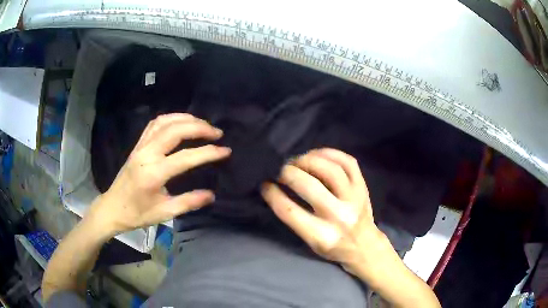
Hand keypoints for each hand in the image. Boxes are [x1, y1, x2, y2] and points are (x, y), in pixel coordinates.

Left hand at [87, 113, 230, 236]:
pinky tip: (181, 123)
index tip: (226, 151)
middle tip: (217, 133)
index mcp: (153, 173)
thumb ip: (188, 203)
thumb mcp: (164, 213)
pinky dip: (171, 119)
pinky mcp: (138, 145)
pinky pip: (155, 124)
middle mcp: (146, 154)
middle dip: (199, 127)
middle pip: (175, 130)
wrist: (112, 207)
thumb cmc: (137, 214)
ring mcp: (140, 146)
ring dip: (186, 119)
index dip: (208, 153)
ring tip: (202, 124)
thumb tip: (211, 195)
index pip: (185, 157)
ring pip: (165, 121)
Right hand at [261, 148, 387, 274]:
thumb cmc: (333, 247)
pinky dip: (329, 153)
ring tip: (297, 161)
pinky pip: (348, 162)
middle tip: (280, 170)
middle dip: (288, 173)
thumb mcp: (310, 242)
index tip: (265, 184)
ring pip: (330, 170)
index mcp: (322, 236)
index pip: (290, 211)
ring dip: (308, 160)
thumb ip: (294, 218)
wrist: (365, 246)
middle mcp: (340, 217)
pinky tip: (316, 155)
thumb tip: (275, 187)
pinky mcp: (363, 187)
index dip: (272, 193)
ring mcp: (355, 199)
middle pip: (309, 186)